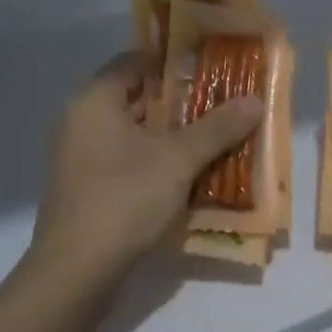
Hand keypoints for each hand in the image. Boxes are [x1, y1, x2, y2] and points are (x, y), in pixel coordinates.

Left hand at [30, 52, 263, 282]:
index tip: (207, 65)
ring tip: (213, 136)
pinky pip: (126, 160)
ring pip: (132, 133)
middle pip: (135, 98)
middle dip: (178, 101)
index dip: (171, 60)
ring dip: (170, 134)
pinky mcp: (86, 188)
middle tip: (219, 100)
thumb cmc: (124, 197)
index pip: (134, 62)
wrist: (76, 271)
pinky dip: (155, 160)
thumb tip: (255, 101)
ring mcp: (80, 158)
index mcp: (95, 101)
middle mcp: (81, 122)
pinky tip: (187, 173)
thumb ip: (217, 127)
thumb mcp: (179, 159)